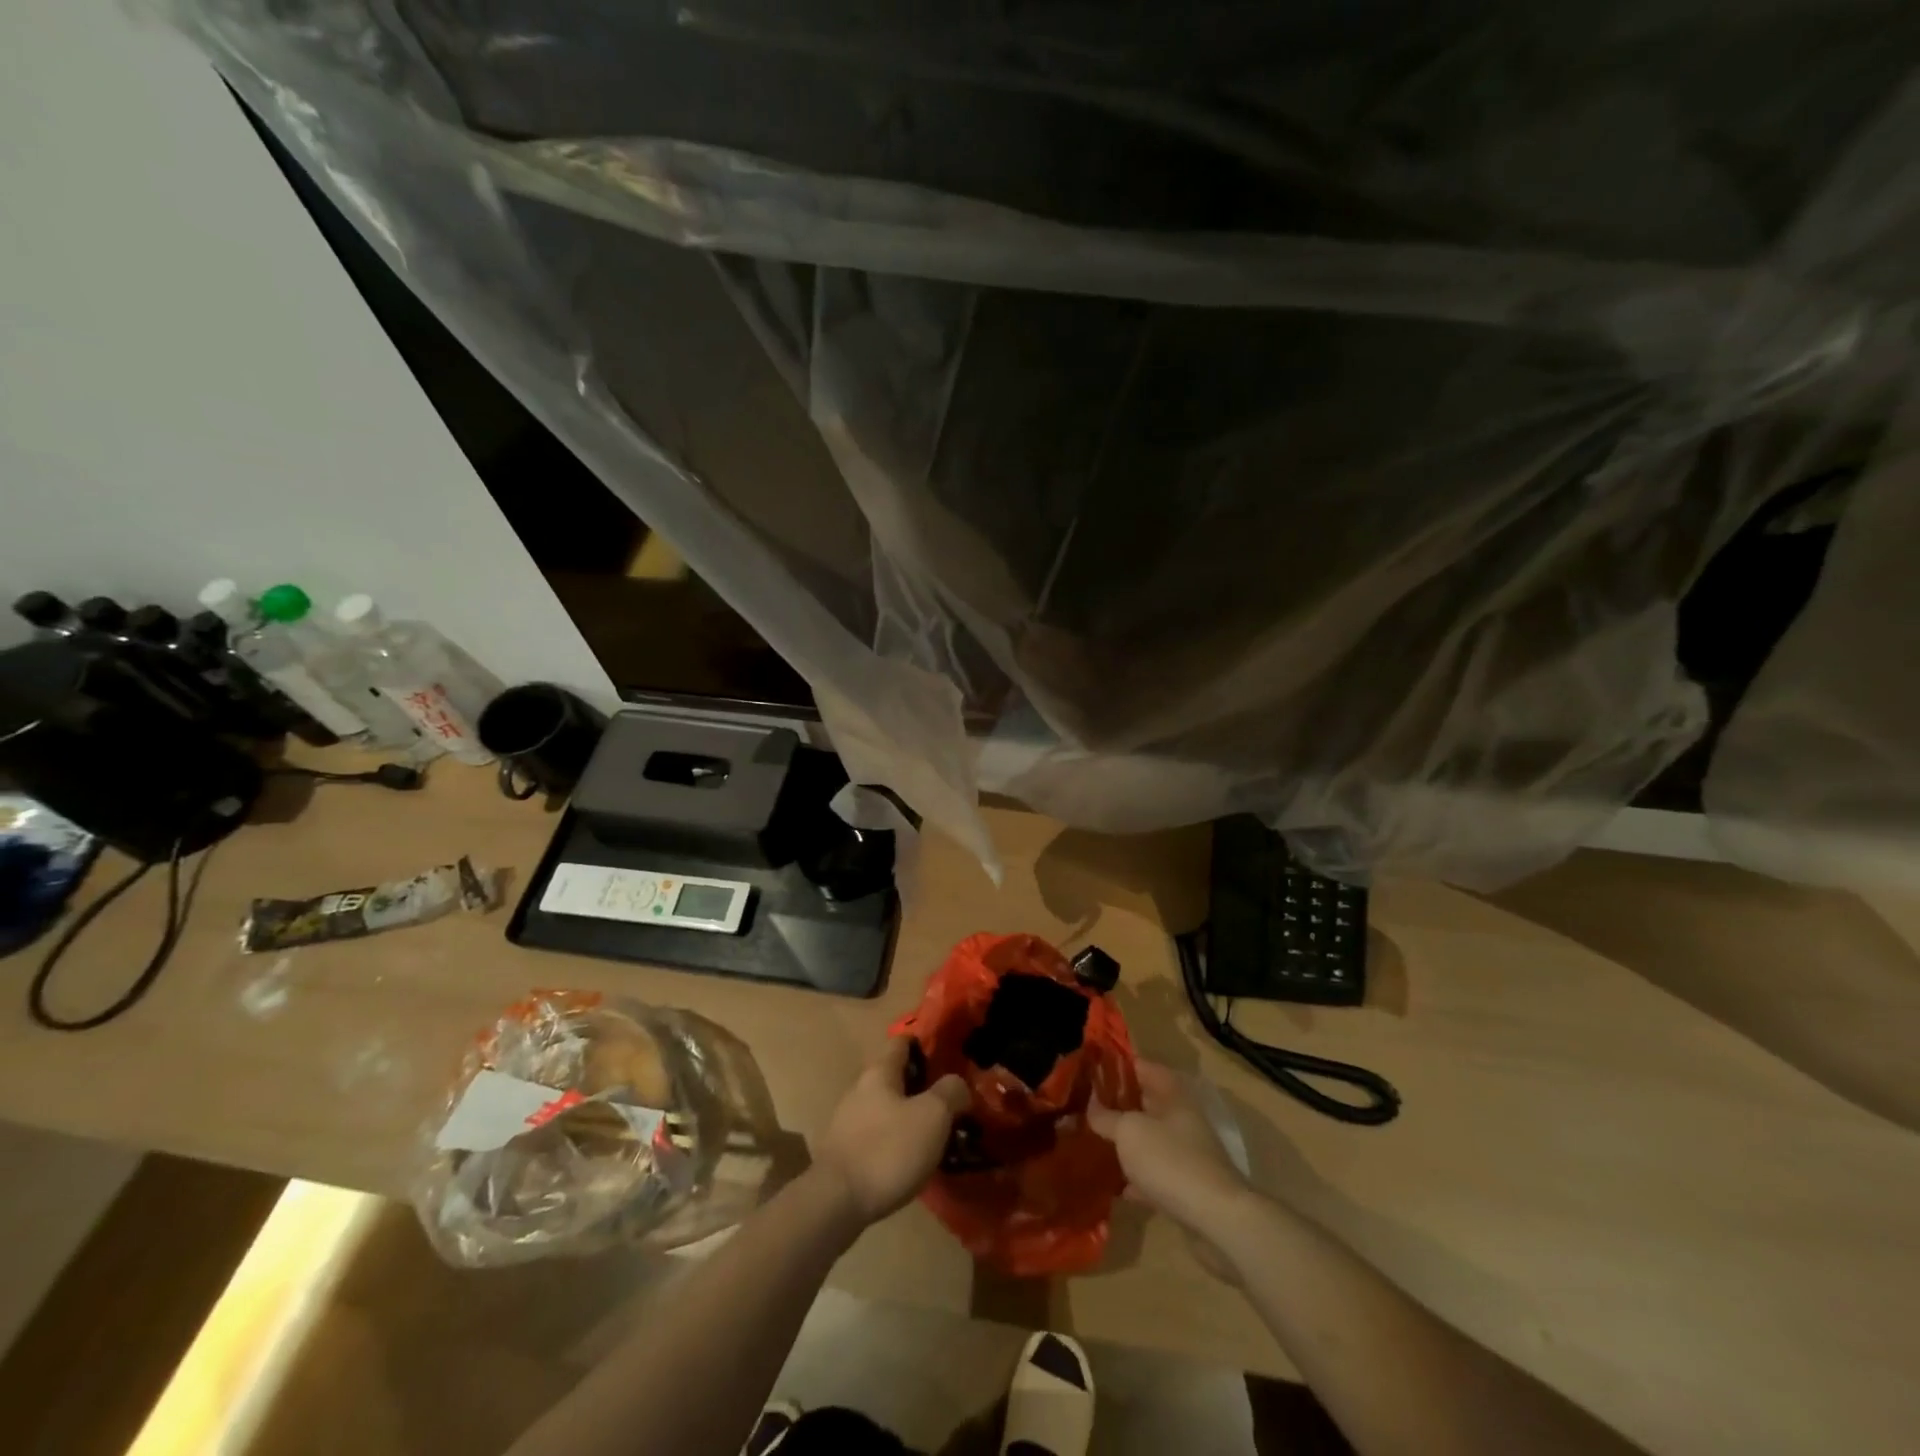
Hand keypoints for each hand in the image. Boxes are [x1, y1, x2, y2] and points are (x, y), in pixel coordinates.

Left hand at [813, 1037, 969, 1224]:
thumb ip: (950, 1092)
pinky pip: (877, 1137)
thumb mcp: (932, 1116)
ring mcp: (848, 1123)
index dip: (924, 1045)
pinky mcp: (844, 1154)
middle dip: (920, 1087)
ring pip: (886, 1109)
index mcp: (879, 1072)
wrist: (836, 1203)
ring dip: (909, 1117)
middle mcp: (860, 1090)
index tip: (948, 1057)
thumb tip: (956, 1084)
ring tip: (936, 1136)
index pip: (901, 1043)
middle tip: (950, 1104)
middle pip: (894, 1078)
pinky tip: (911, 1161)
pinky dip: (895, 1142)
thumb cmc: (888, 1149)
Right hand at [1089, 1060, 1255, 1243]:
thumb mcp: (1129, 1131)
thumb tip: (1090, 1107)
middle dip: (1116, 1105)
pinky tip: (1112, 1185)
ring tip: (1091, 1141)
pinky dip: (1135, 1178)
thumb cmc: (1170, 1160)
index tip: (1089, 1068)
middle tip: (1083, 1106)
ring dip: (1125, 1142)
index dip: (1116, 1065)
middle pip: (1145, 1103)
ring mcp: (1185, 1153)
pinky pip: (1153, 1174)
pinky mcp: (1185, 1186)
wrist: (1216, 1218)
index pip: (1142, 1067)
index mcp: (1172, 1094)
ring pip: (1148, 1139)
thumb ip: (1106, 1117)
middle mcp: (1181, 1118)